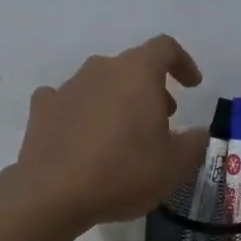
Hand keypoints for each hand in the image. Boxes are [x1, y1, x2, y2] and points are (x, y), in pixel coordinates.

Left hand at [12, 35, 209, 230]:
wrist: (53, 193)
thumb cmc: (123, 171)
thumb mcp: (174, 165)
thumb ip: (194, 143)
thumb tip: (198, 132)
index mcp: (137, 73)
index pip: (164, 47)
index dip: (182, 62)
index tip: (192, 85)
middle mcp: (101, 69)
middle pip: (132, 66)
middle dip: (151, 87)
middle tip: (162, 118)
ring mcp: (68, 86)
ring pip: (100, 81)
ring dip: (117, 99)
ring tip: (124, 133)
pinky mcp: (43, 108)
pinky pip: (67, 100)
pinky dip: (80, 111)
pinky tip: (82, 134)